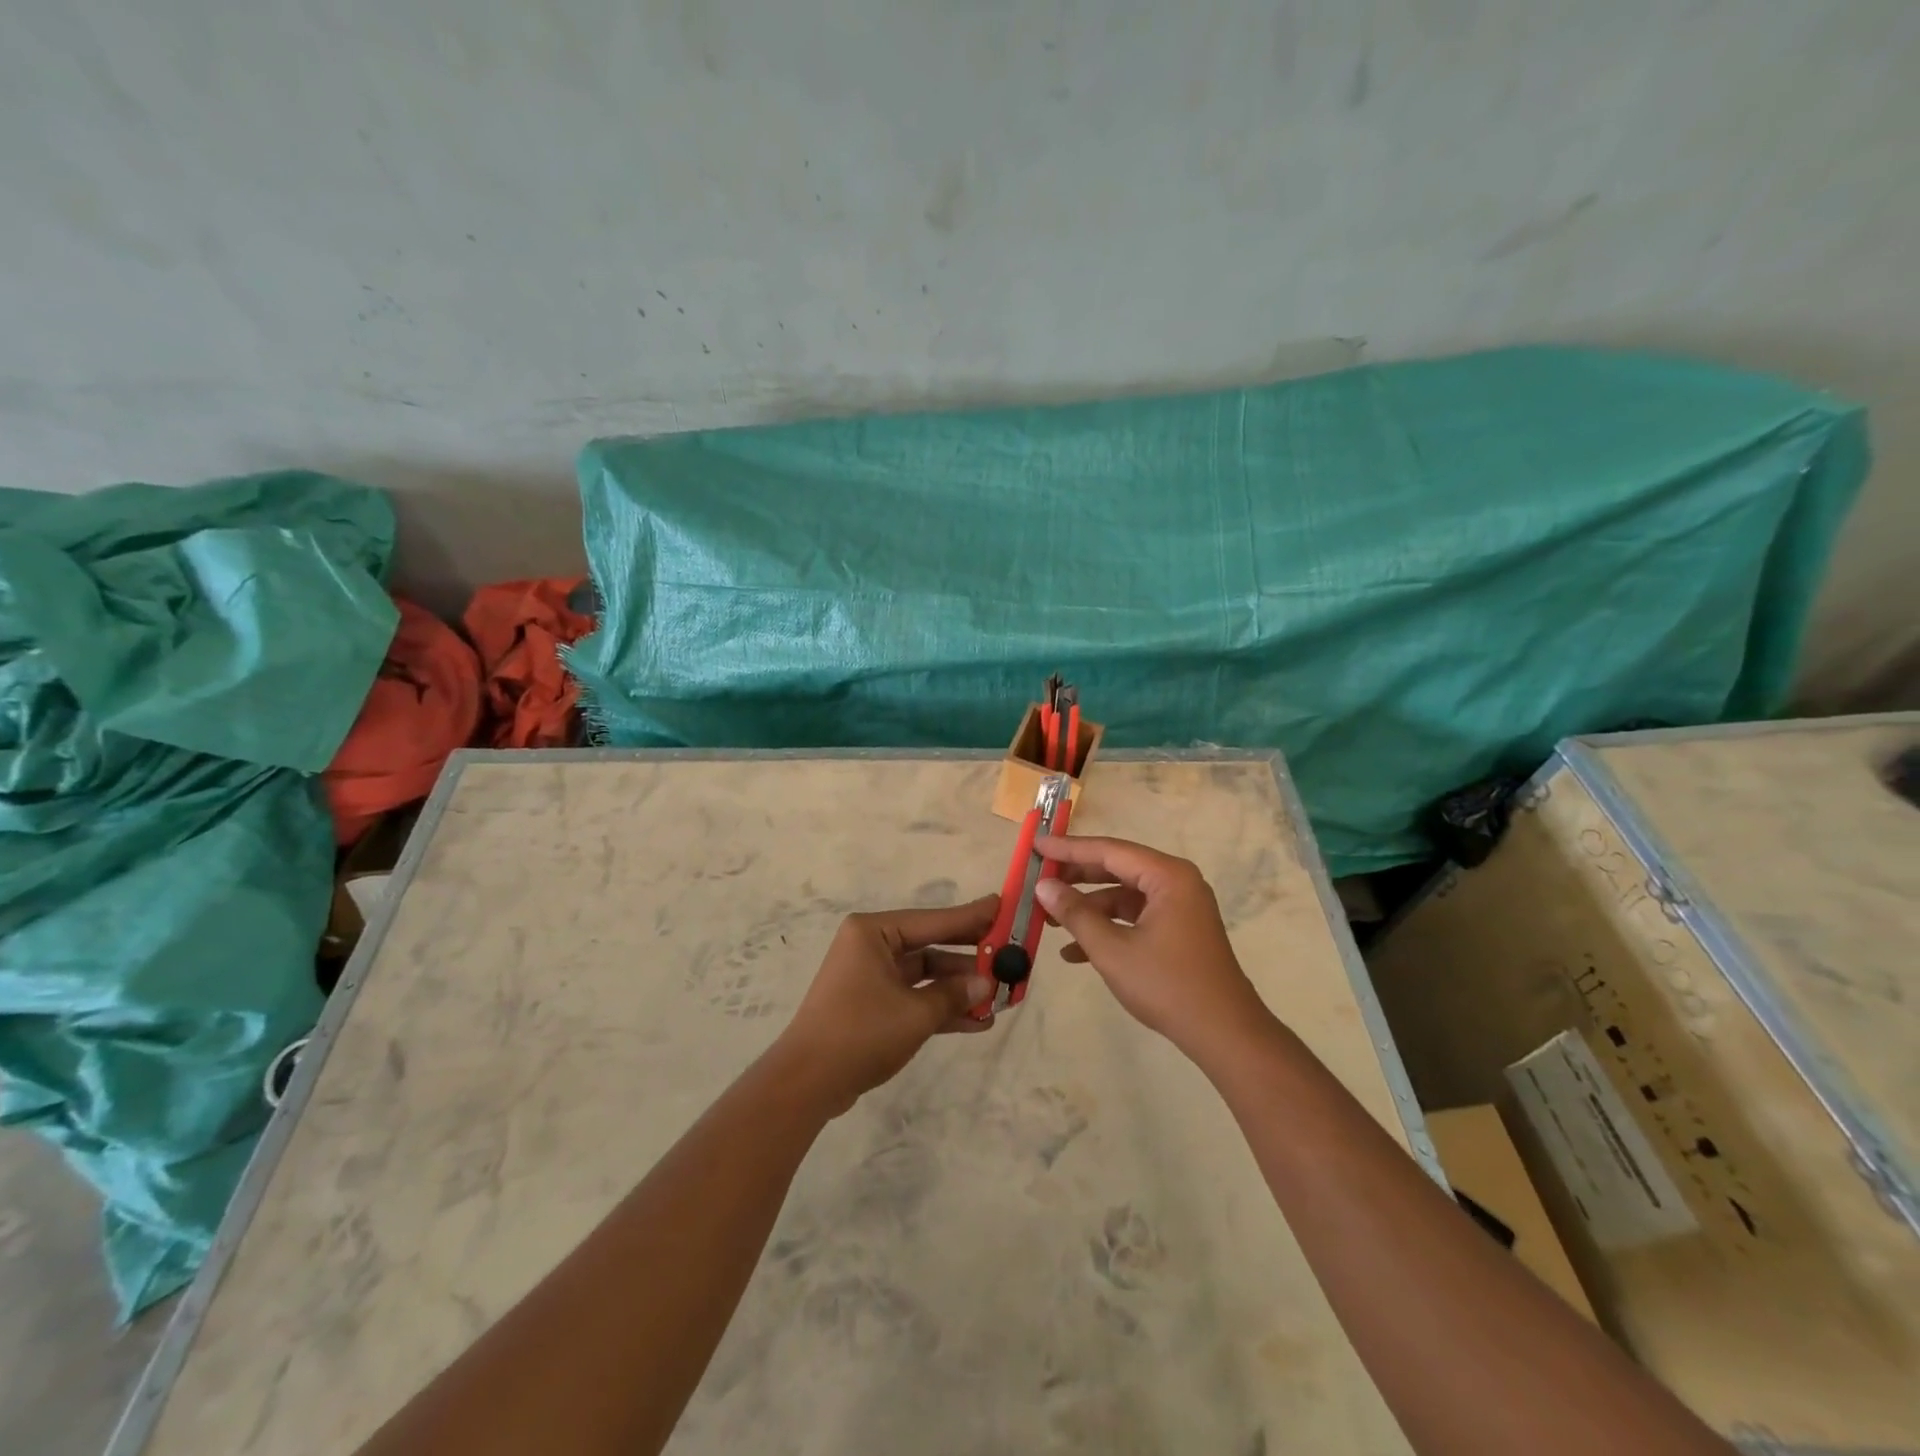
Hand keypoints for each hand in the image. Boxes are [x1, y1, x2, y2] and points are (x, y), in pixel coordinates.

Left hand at [772, 897, 997, 1116]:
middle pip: (931, 946)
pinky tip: (977, 1021)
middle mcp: (871, 947)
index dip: (971, 917)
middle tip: (1009, 955)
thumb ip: (954, 995)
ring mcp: (871, 977)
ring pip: (926, 975)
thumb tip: (987, 984)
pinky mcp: (872, 1005)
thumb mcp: (915, 1013)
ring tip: (1001, 997)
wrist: (806, 1084)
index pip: (933, 920)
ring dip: (959, 989)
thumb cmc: (860, 1033)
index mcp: (873, 932)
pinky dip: (941, 1007)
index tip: (1004, 906)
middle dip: (969, 958)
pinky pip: (914, 997)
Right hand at [1032, 835, 1274, 1060]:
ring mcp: (1179, 907)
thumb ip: (1076, 914)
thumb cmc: (1168, 986)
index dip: (1068, 848)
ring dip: (1088, 907)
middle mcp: (1176, 882)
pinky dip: (1107, 928)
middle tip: (1038, 879)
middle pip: (1116, 868)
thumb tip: (1044, 887)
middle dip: (1075, 877)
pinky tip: (1074, 952)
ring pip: (1123, 895)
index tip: (1036, 846)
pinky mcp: (1178, 930)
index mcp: (1167, 876)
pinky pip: (1135, 917)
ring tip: (1049, 920)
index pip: (1108, 850)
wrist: (1225, 1034)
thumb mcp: (1112, 950)